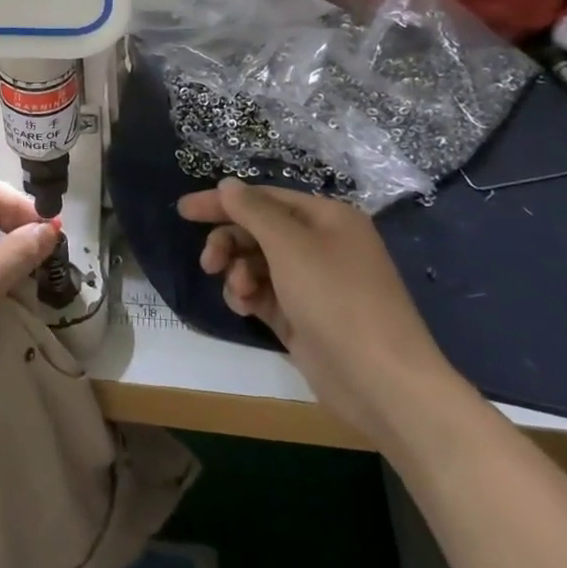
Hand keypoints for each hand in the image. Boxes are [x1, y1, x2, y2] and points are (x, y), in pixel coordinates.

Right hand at [176, 180, 463, 439]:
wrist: (383, 383)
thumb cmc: (337, 300)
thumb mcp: (290, 246)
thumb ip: (253, 211)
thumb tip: (228, 184)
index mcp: (327, 218)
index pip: (264, 198)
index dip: (223, 202)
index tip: (184, 211)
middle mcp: (321, 244)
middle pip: (258, 230)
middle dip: (230, 242)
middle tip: (208, 262)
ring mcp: (312, 283)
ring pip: (257, 263)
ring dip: (239, 273)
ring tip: (237, 292)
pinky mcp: (302, 316)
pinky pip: (263, 293)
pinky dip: (248, 296)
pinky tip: (243, 307)